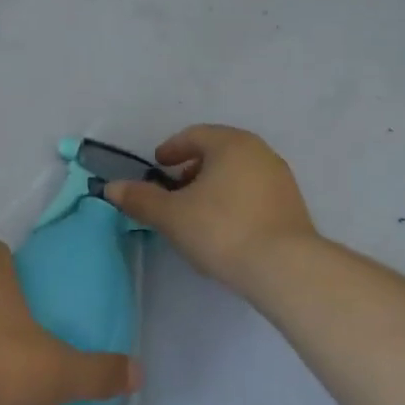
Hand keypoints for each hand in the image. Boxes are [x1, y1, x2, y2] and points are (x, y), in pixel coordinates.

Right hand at [105, 124, 316, 290]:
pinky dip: (235, 199)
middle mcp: (259, 152)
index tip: (158, 165)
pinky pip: (255, 191)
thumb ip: (141, 199)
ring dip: (215, 184)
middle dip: (193, 167)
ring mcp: (281, 178)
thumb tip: (111, 188)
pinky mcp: (293, 205)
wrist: (285, 268)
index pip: (194, 135)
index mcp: (230, 143)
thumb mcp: (172, 216)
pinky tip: (225, 226)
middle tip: (175, 188)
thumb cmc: (222, 230)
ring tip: (198, 211)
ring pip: (238, 172)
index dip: (172, 149)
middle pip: (218, 151)